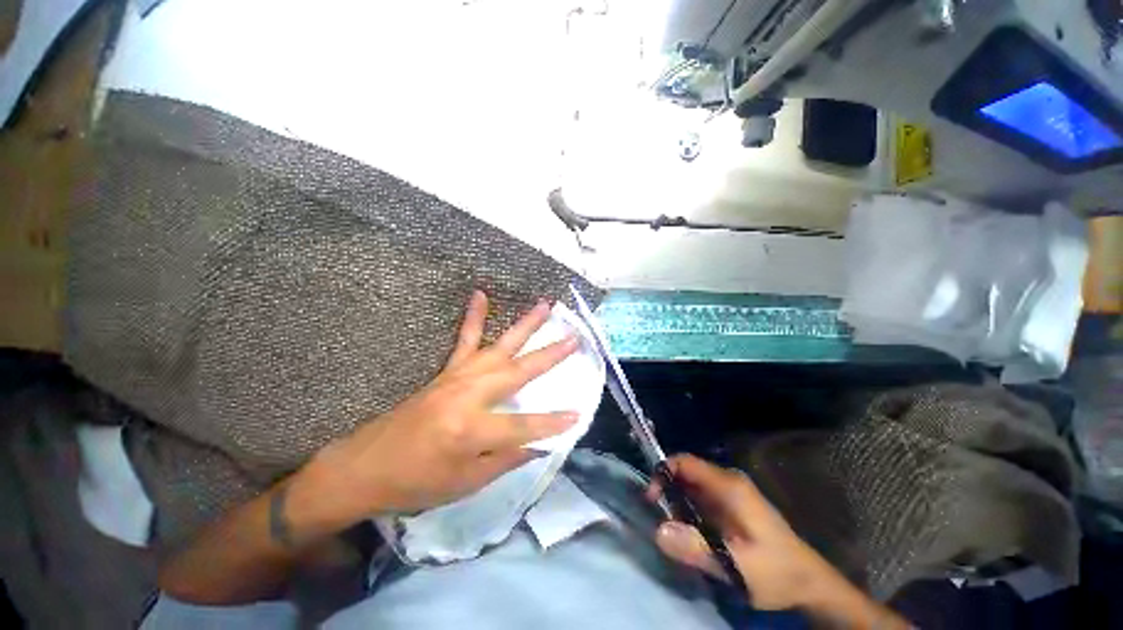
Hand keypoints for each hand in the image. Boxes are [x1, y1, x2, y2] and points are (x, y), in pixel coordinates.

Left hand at [303, 291, 579, 521]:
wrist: (364, 467)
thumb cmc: (416, 483)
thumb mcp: (465, 484)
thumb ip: (506, 460)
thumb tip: (540, 446)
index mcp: (471, 430)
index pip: (523, 427)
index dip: (551, 423)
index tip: (578, 415)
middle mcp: (468, 395)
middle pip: (518, 372)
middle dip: (550, 355)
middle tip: (574, 338)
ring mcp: (457, 377)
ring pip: (499, 347)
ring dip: (525, 326)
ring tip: (545, 306)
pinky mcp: (447, 371)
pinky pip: (465, 340)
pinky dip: (474, 316)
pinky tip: (479, 295)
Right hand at [648, 455, 857, 611]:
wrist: (809, 584)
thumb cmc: (775, 572)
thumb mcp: (736, 566)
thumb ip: (697, 548)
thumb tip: (658, 531)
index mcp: (728, 486)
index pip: (685, 461)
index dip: (663, 473)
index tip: (651, 499)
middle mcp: (727, 482)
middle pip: (686, 473)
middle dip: (668, 492)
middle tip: (661, 520)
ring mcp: (730, 493)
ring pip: (691, 486)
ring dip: (677, 504)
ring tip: (676, 531)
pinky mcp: (732, 506)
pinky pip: (701, 499)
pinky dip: (689, 511)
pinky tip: (692, 534)